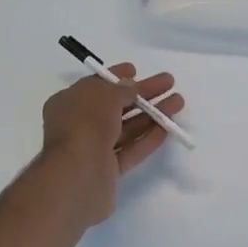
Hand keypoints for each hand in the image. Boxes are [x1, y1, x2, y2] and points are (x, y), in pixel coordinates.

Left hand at [39, 65, 184, 224]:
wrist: (76, 176)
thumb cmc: (85, 124)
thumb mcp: (103, 95)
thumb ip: (121, 89)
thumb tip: (131, 86)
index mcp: (69, 103)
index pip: (96, 85)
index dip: (116, 76)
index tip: (137, 69)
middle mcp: (79, 124)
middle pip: (116, 105)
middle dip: (143, 94)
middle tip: (169, 82)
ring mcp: (93, 149)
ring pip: (126, 128)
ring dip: (152, 115)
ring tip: (178, 102)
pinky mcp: (108, 171)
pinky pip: (131, 150)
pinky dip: (148, 138)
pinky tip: (168, 128)